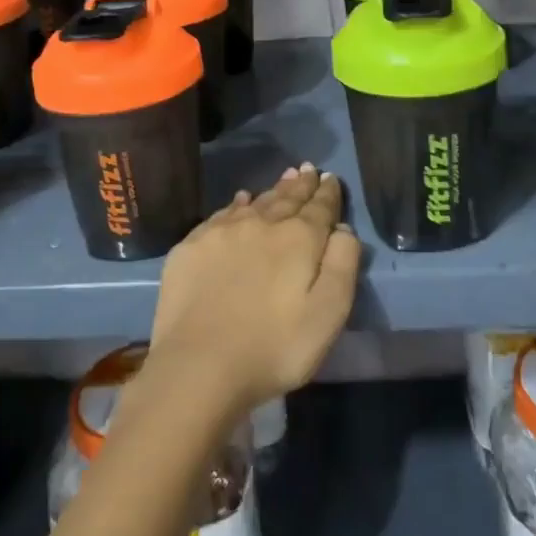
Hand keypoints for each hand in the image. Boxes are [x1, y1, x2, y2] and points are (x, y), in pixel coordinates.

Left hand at [144, 165, 360, 426]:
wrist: (198, 365)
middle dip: (302, 184)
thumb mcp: (328, 314)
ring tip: (285, 178)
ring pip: (257, 202)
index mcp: (299, 239)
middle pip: (288, 198)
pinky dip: (238, 205)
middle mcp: (262, 224)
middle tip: (309, 169)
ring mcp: (223, 232)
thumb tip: (342, 228)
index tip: (331, 178)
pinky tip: (242, 201)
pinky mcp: (193, 246)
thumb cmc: (273, 347)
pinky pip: (223, 214)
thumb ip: (342, 265)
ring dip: (274, 190)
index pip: (320, 207)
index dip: (328, 193)